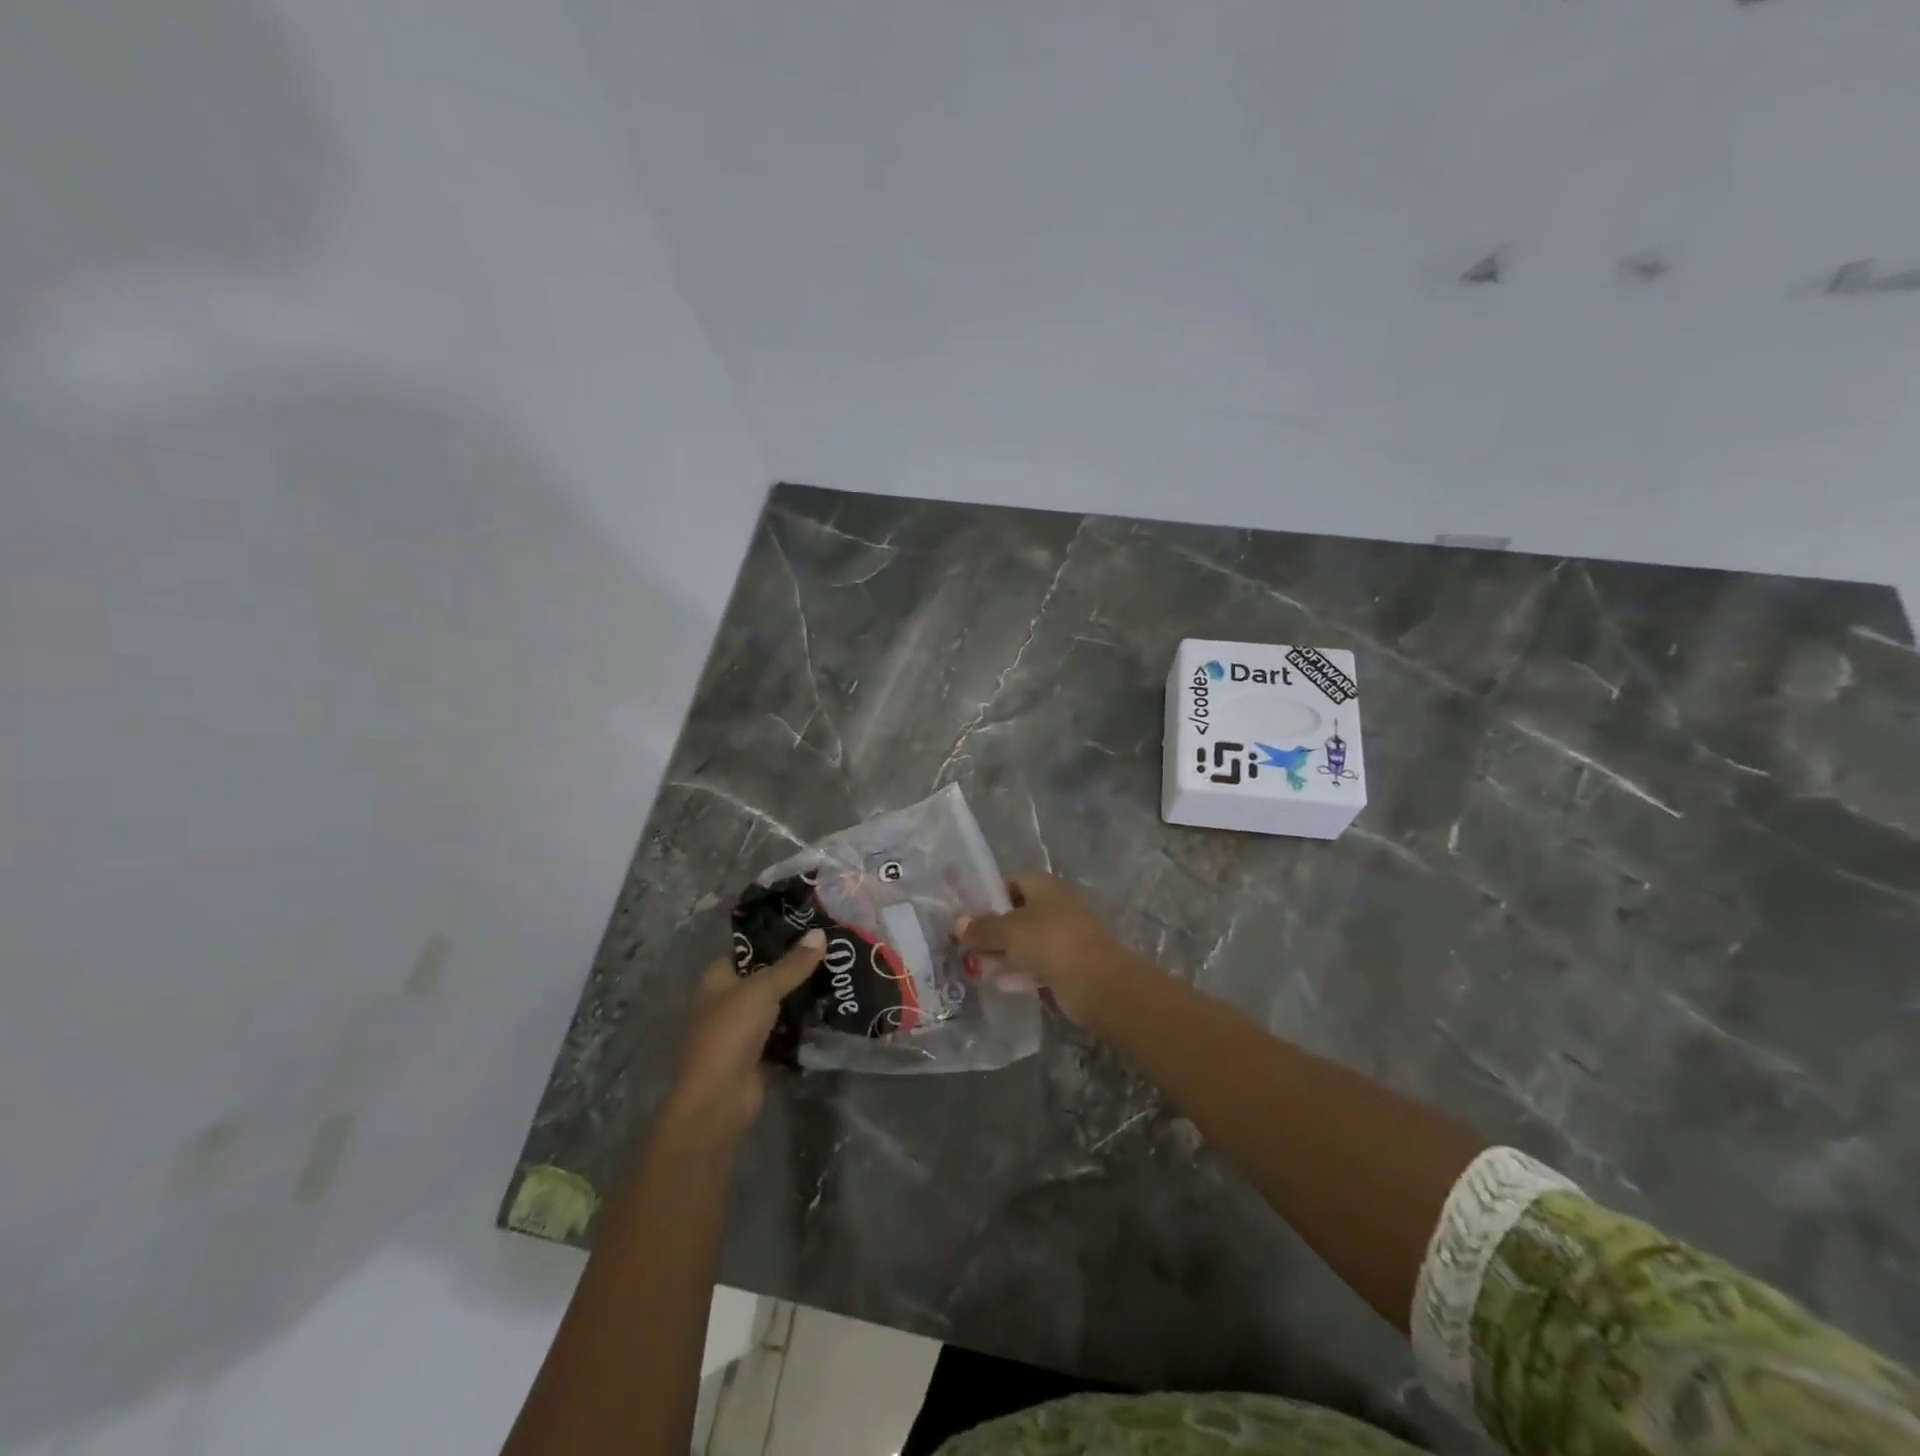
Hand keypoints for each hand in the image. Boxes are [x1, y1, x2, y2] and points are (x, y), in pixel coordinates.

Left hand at [659, 930, 824, 1147]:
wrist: (719, 1098)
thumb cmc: (731, 1032)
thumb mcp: (763, 989)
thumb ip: (793, 964)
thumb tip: (820, 933)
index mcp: (718, 978)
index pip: (750, 949)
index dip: (777, 938)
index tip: (812, 929)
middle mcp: (729, 1000)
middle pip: (768, 976)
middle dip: (798, 968)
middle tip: (835, 952)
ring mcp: (744, 1028)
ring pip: (780, 1004)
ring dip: (804, 997)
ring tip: (840, 976)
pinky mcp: (761, 1052)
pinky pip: (787, 1031)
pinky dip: (804, 1025)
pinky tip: (833, 1010)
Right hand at [957, 875, 1142, 1027]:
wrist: (1097, 981)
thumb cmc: (1050, 942)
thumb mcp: (1008, 932)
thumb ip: (981, 928)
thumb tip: (958, 923)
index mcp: (1045, 886)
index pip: (1012, 882)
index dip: (989, 896)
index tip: (968, 916)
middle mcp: (1057, 905)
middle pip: (1018, 913)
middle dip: (993, 930)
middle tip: (968, 946)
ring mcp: (1066, 935)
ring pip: (1028, 941)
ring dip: (1004, 953)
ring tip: (977, 968)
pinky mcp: (1070, 964)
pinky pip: (1039, 963)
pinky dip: (1021, 971)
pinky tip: (1001, 984)